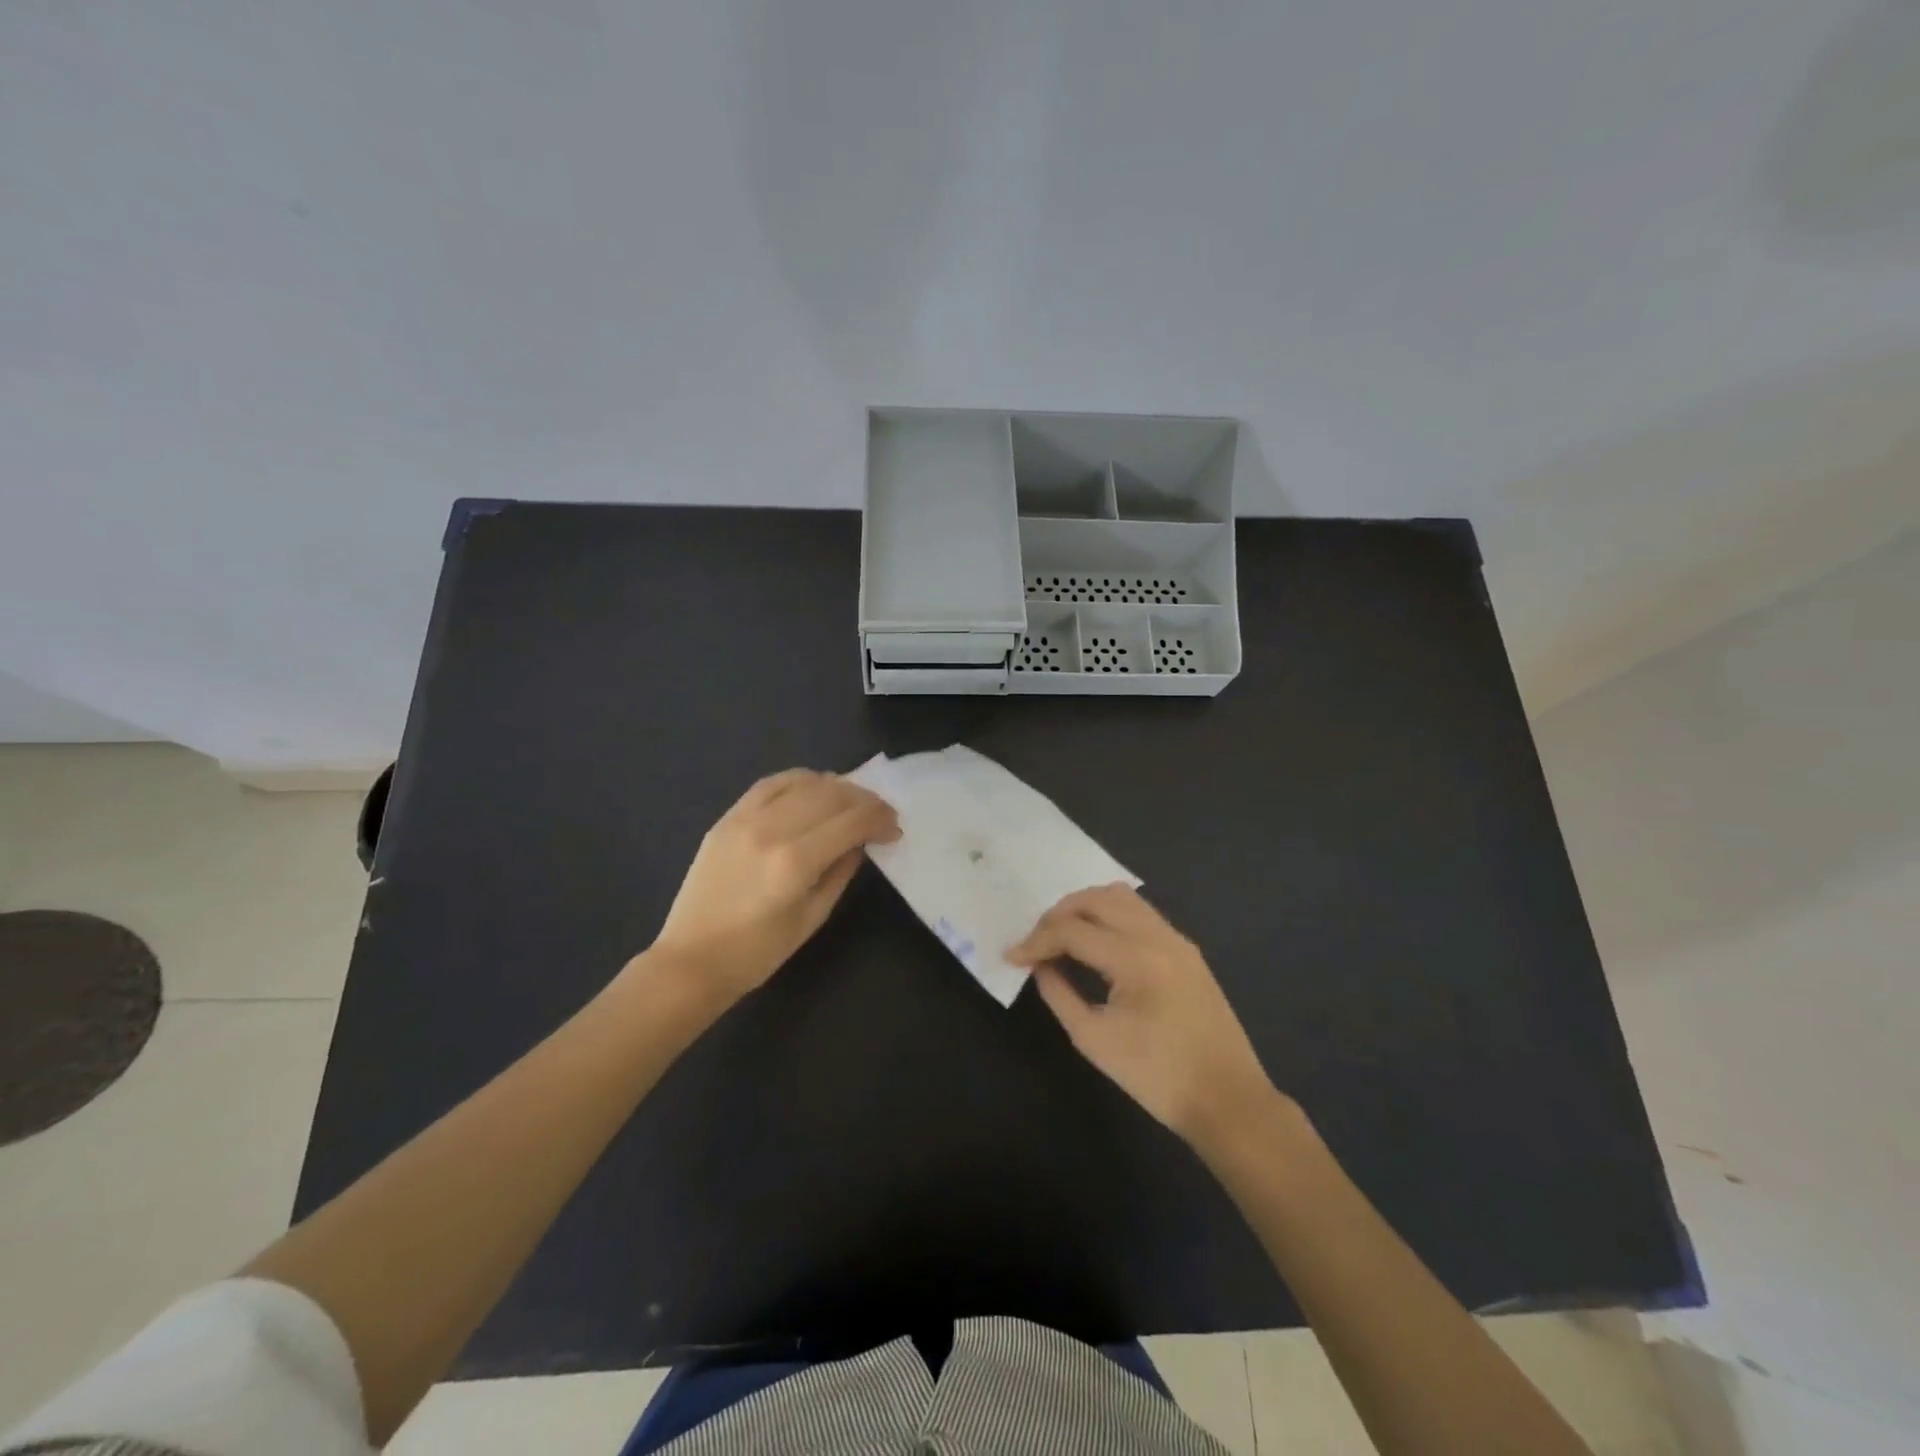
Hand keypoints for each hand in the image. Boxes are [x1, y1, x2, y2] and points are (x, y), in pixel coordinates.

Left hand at [650, 769, 898, 1006]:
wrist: (692, 960)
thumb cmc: (758, 952)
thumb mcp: (812, 917)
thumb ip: (840, 872)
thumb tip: (860, 842)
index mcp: (795, 861)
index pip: (852, 821)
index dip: (880, 820)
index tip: (894, 829)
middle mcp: (772, 829)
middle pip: (832, 795)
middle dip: (865, 801)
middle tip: (880, 815)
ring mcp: (746, 819)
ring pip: (804, 782)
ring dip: (836, 787)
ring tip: (851, 802)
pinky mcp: (728, 818)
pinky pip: (770, 783)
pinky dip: (799, 780)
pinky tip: (814, 788)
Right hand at [1007, 884, 1280, 1149]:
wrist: (1227, 1100)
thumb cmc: (1158, 1078)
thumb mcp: (1094, 1039)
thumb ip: (1059, 994)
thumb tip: (1039, 965)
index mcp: (1136, 959)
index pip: (1072, 930)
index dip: (1036, 941)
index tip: (1011, 957)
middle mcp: (1158, 936)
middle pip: (1096, 898)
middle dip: (1058, 914)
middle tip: (1036, 942)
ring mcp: (1176, 939)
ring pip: (1121, 896)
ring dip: (1085, 907)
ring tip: (1061, 934)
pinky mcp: (1185, 949)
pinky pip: (1140, 911)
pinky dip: (1109, 914)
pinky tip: (1095, 940)